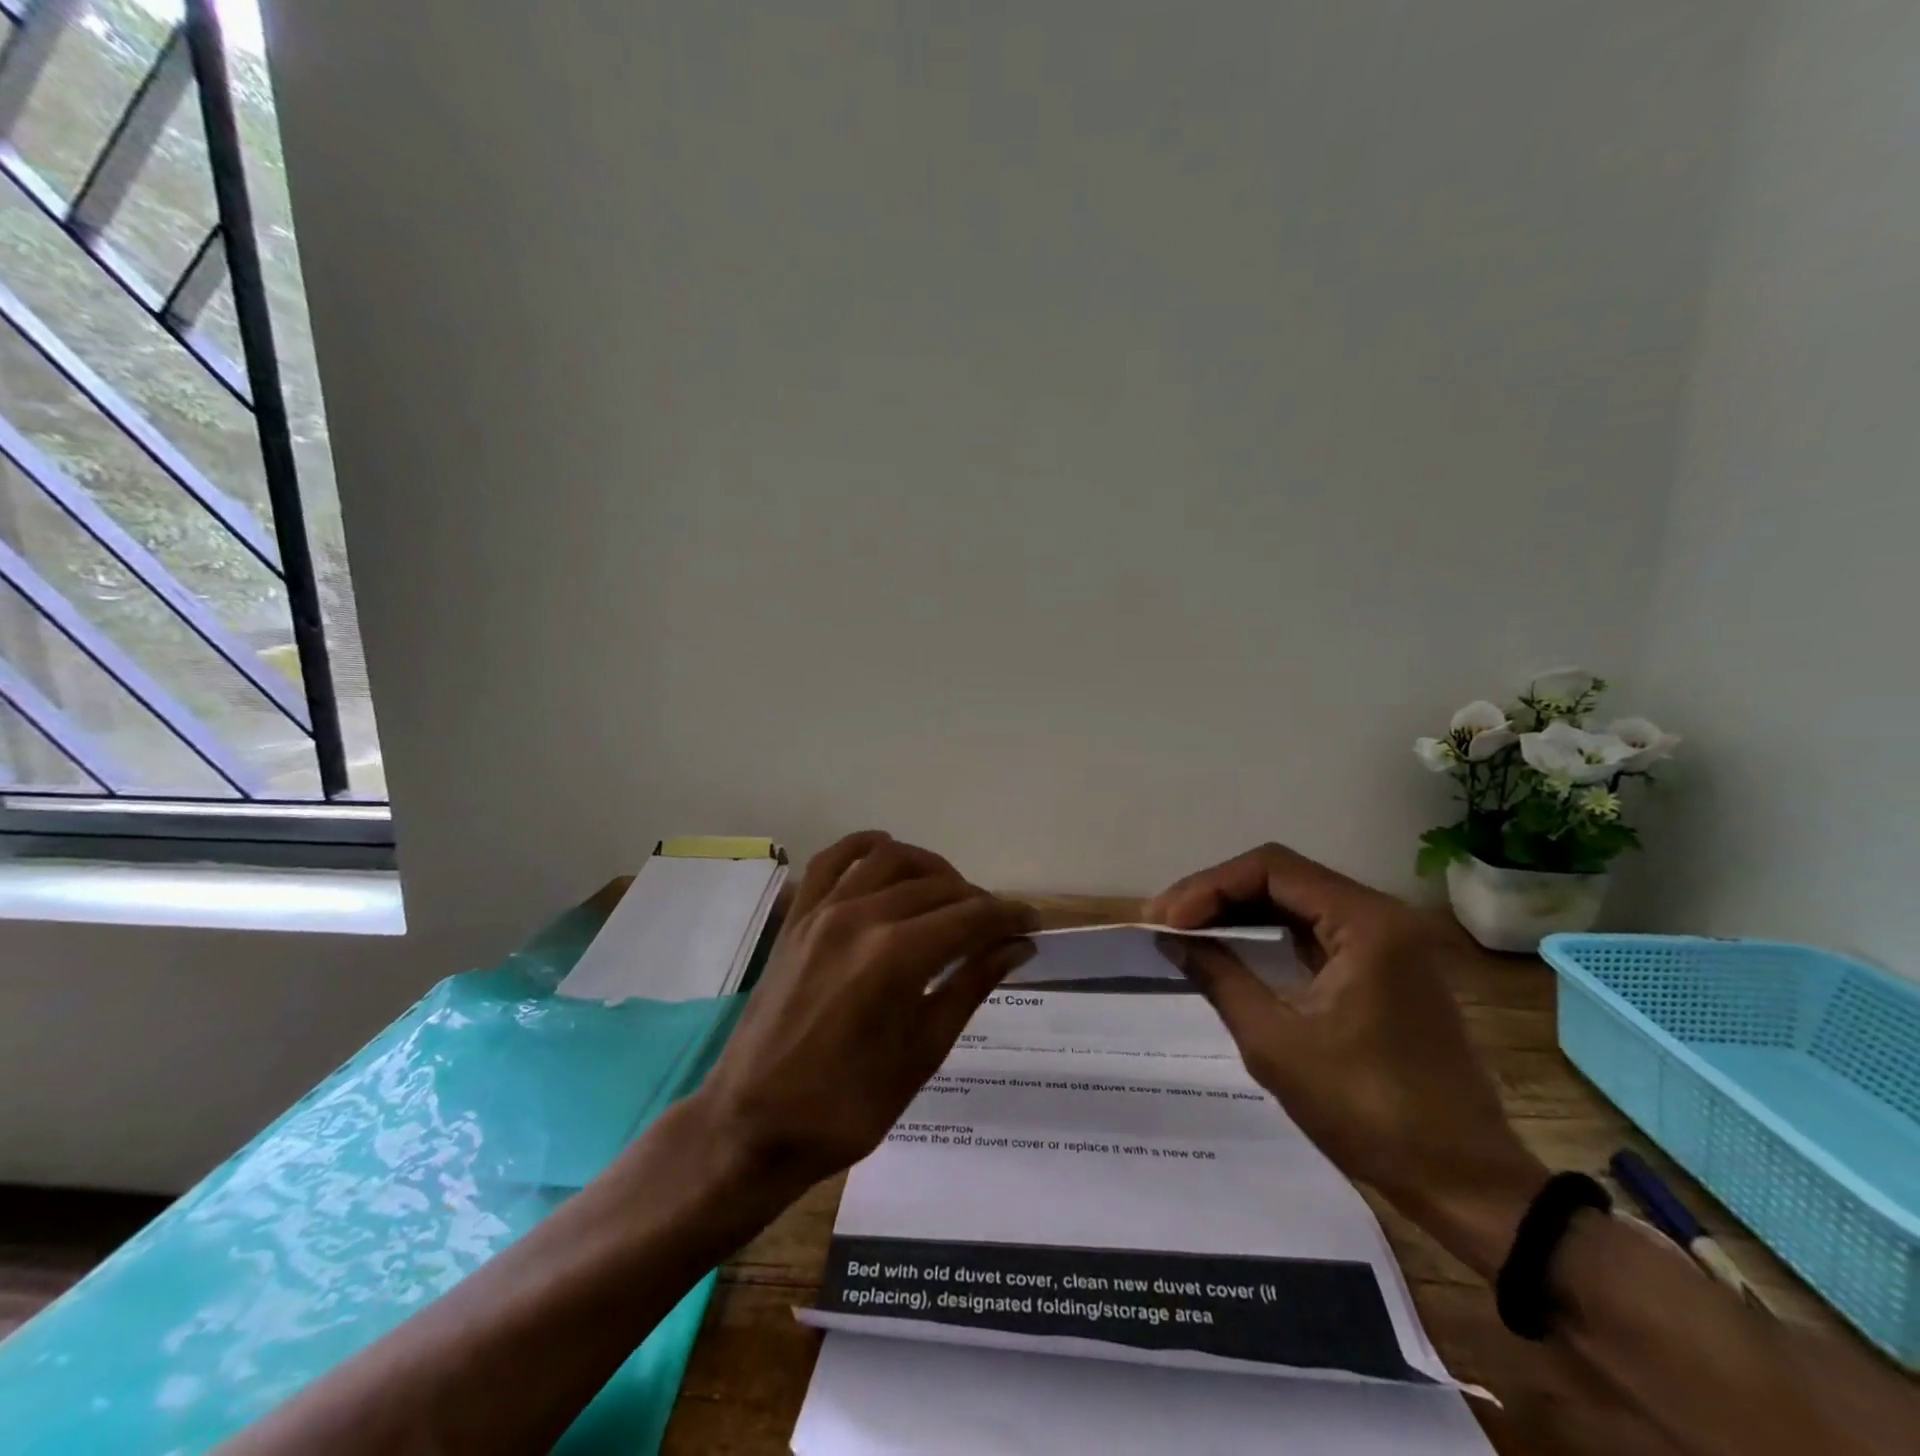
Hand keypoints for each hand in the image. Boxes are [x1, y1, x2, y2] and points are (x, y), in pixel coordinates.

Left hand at [691, 832, 1037, 1194]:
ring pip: (890, 859)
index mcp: (896, 956)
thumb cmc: (847, 1105)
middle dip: (977, 900)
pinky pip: (833, 860)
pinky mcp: (798, 917)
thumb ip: (970, 986)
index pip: (970, 917)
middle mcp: (861, 917)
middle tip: (996, 927)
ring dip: (930, 868)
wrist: (753, 1123)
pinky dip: (865, 847)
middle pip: (936, 886)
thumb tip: (1017, 946)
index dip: (1009, 916)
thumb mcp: (922, 1053)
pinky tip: (887, 854)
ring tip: (949, 896)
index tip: (1033, 922)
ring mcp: (822, 911)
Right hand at [1148, 844, 1546, 1275]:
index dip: (1209, 886)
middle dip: (1217, 894)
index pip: (1271, 868)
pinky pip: (1313, 929)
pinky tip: (1231, 946)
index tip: (1167, 920)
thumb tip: (1172, 939)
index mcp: (1365, 922)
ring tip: (1186, 930)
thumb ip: (1219, 977)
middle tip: (1165, 922)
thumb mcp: (1276, 1043)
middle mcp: (1380, 916)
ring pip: (1295, 900)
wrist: (1464, 1182)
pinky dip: (1267, 932)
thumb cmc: (1369, 1111)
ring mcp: (1386, 941)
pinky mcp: (1383, 967)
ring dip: (1239, 910)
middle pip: (1282, 876)